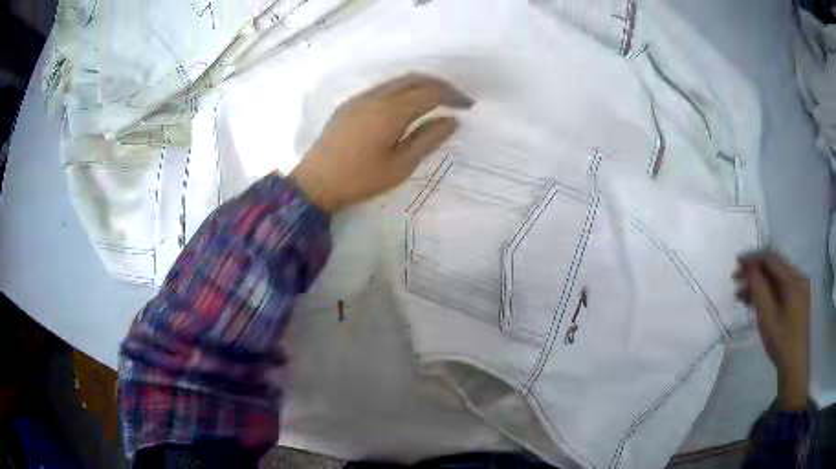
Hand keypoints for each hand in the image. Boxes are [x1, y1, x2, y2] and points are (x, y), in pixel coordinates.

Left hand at [289, 73, 473, 212]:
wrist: (314, 184)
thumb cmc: (359, 180)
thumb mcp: (399, 166)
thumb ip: (427, 140)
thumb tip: (451, 121)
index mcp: (390, 111)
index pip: (430, 92)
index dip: (453, 95)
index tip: (468, 105)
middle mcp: (375, 96)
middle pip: (415, 79)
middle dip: (439, 85)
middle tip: (456, 99)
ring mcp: (360, 98)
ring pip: (397, 81)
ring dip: (421, 85)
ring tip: (437, 101)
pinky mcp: (349, 104)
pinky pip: (383, 88)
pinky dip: (402, 90)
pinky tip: (407, 105)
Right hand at [734, 250, 810, 410]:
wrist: (795, 366)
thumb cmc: (782, 342)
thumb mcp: (768, 317)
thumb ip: (759, 289)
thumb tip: (749, 267)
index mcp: (794, 279)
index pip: (771, 259)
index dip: (753, 259)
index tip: (736, 263)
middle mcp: (798, 277)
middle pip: (775, 265)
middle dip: (755, 269)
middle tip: (737, 279)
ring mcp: (799, 288)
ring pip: (777, 276)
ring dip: (760, 281)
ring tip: (743, 292)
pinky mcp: (797, 299)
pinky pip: (781, 286)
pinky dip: (768, 290)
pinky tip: (756, 299)